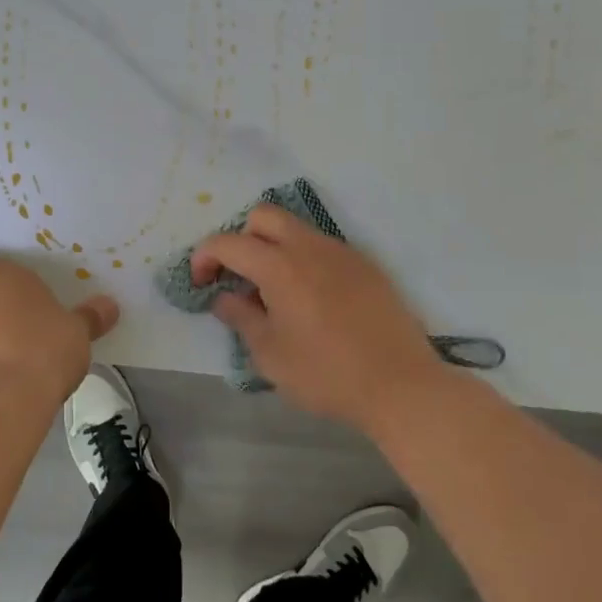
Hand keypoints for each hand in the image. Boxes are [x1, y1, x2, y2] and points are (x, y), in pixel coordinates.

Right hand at [190, 204, 440, 431]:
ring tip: (273, 292)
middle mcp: (308, 246)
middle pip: (263, 217)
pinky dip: (303, 259)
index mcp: (279, 265)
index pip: (228, 242)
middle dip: (241, 238)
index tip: (200, 283)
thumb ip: (241, 318)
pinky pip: (322, 247)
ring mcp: (341, 252)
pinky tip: (310, 299)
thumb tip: (223, 297)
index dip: (204, 257)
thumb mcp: (270, 355)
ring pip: (295, 229)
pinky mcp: (365, 265)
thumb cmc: (326, 374)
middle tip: (238, 276)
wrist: (401, 385)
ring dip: (274, 247)